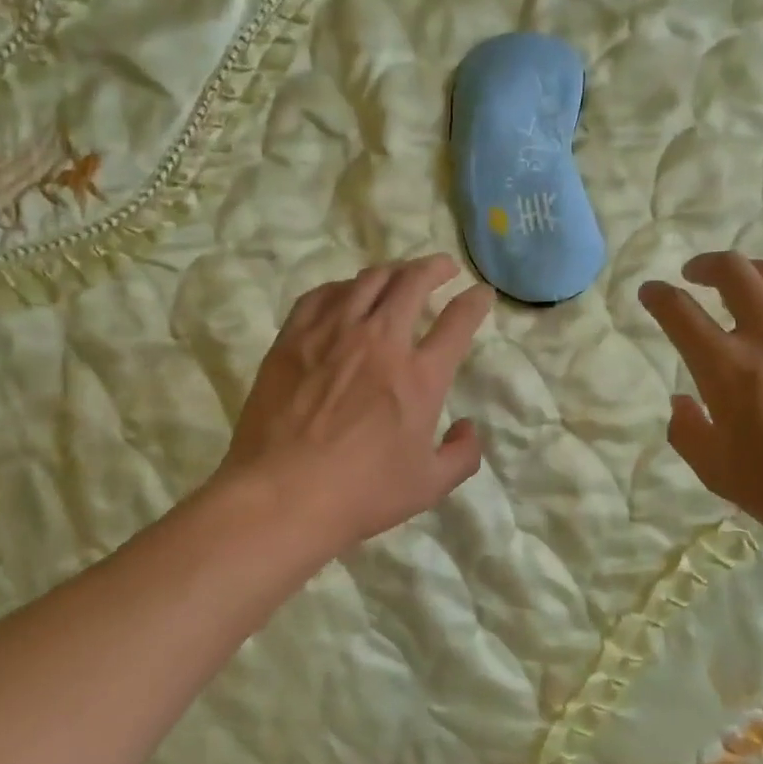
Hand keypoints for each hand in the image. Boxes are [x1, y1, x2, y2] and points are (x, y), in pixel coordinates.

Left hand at [217, 255, 495, 558]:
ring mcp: (333, 334)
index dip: (475, 301)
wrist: (281, 496)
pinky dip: (342, 286)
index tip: (481, 294)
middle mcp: (380, 341)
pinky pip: (321, 295)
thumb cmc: (361, 494)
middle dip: (435, 268)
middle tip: (443, 268)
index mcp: (420, 376)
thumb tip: (469, 428)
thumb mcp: (429, 485)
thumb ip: (462, 455)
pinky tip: (346, 292)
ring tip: (399, 273)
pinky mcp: (293, 338)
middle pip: (413, 283)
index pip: (458, 321)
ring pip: (368, 280)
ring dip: (392, 270)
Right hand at [639, 252, 762, 561]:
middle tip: (697, 274)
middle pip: (733, 270)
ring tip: (751, 288)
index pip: (679, 311)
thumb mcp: (722, 476)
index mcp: (728, 366)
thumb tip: (681, 401)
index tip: (651, 291)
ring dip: (755, 275)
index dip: (658, 295)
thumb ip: (689, 433)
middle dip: (706, 265)